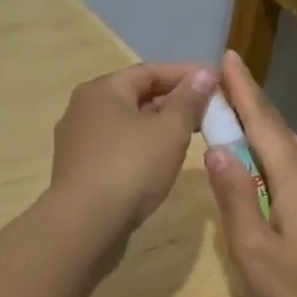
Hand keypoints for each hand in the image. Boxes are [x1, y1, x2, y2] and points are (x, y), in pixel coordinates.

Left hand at [48, 62, 215, 239]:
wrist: (85, 225)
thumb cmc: (130, 168)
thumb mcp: (169, 131)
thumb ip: (189, 100)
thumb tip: (205, 73)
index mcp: (102, 89)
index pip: (150, 71)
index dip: (186, 74)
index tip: (217, 82)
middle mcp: (84, 108)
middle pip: (137, 95)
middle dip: (174, 101)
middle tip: (209, 111)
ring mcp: (79, 140)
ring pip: (128, 123)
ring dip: (160, 125)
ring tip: (193, 134)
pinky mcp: (81, 168)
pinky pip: (118, 147)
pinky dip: (144, 146)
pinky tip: (163, 160)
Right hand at [202, 50, 296, 296]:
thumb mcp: (253, 248)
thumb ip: (234, 196)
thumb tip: (216, 149)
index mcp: (295, 176)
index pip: (264, 121)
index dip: (244, 88)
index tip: (228, 57)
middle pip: (278, 128)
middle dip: (250, 104)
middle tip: (220, 87)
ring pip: (291, 147)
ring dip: (263, 129)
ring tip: (235, 119)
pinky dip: (276, 153)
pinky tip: (263, 165)